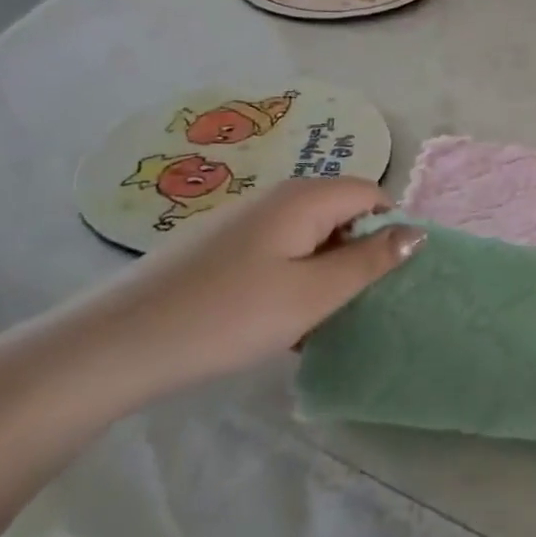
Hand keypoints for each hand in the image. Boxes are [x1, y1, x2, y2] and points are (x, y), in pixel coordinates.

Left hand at [53, 177, 423, 412]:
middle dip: (357, 253)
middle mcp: (278, 196)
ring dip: (325, 271)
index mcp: (306, 197)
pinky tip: (277, 320)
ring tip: (316, 319)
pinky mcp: (223, 245)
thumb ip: (370, 261)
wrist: (118, 343)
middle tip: (353, 304)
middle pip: (342, 212)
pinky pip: (280, 250)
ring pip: (311, 236)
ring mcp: (246, 219)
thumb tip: (416, 232)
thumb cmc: (229, 315)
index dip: (390, 230)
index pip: (373, 194)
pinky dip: (293, 278)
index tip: (387, 278)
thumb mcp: (314, 294)